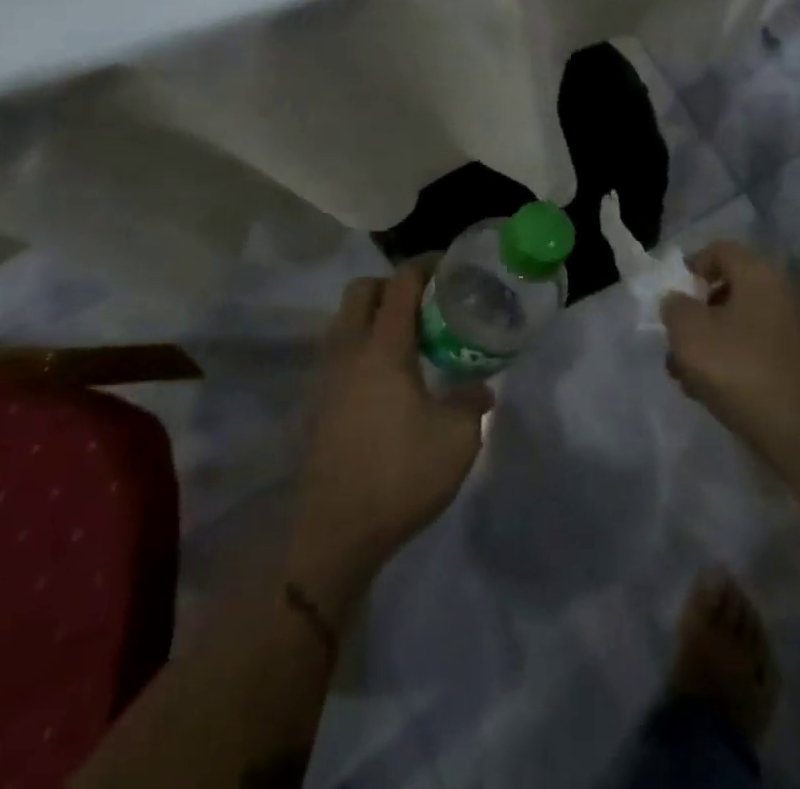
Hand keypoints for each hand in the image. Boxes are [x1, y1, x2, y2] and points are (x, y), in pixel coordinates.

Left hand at [288, 263, 491, 622]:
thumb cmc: (400, 475)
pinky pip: (340, 352)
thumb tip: (481, 387)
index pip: (400, 283)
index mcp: (383, 347)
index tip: (450, 266)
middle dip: (393, 284)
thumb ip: (472, 401)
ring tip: (411, 339)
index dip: (425, 266)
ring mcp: (327, 377)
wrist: (335, 533)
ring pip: (346, 320)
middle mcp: (349, 350)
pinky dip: (363, 345)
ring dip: (374, 314)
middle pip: (362, 290)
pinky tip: (390, 378)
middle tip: (428, 303)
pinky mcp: (319, 404)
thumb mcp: (458, 438)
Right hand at [662, 240, 799, 468]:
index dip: (693, 264)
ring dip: (711, 342)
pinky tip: (713, 391)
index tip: (674, 293)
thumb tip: (679, 302)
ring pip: (742, 324)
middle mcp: (783, 294)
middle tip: (677, 340)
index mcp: (759, 275)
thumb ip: (675, 307)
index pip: (721, 250)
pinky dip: (734, 360)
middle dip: (698, 313)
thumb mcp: (689, 332)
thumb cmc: (739, 369)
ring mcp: (797, 331)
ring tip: (686, 376)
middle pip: (731, 289)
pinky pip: (758, 349)